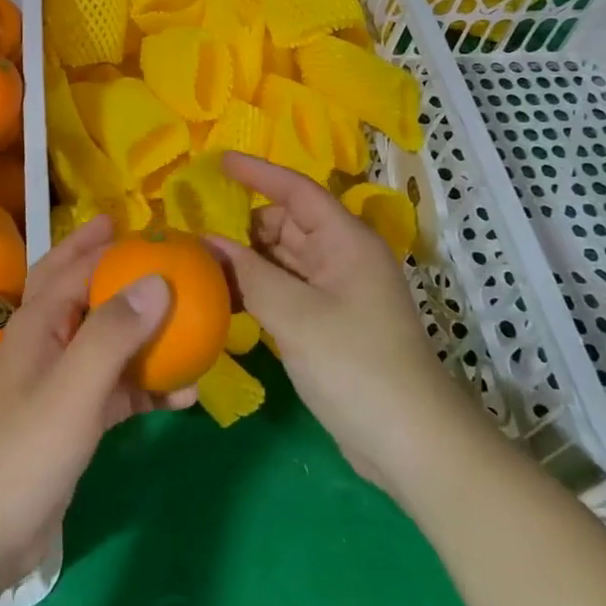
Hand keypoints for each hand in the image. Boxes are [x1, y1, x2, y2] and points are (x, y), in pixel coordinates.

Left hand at [0, 215, 195, 587]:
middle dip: (112, 263)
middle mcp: (47, 340)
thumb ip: (114, 333)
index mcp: (39, 321)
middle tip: (152, 247)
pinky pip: (116, 386)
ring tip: (186, 318)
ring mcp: (59, 380)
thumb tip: (159, 278)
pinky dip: (147, 384)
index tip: (152, 228)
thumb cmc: (25, 452)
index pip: (78, 265)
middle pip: (83, 287)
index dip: (112, 243)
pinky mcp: (73, 417)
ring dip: (142, 328)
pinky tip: (182, 395)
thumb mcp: (74, 389)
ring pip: (106, 337)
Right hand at [208, 153, 472, 497]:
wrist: (412, 445)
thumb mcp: (295, 315)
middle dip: (243, 224)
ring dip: (247, 259)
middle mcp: (342, 257)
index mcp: (346, 241)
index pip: (297, 191)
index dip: (258, 173)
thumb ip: (248, 274)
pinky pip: (286, 290)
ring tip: (199, 259)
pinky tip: (224, 296)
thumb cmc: (355, 364)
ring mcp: (337, 292)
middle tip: (194, 227)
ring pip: (283, 259)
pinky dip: (258, 288)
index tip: (218, 161)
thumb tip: (207, 242)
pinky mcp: (329, 324)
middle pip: (287, 224)